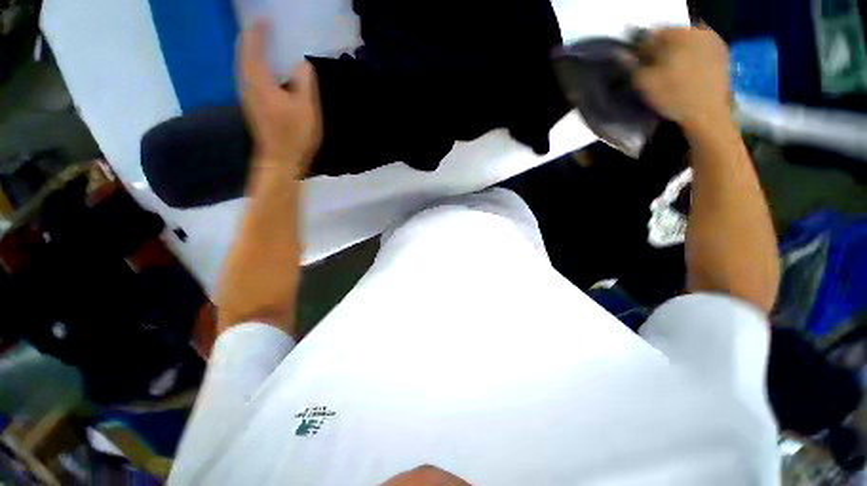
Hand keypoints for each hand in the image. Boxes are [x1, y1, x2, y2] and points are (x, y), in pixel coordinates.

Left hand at [238, 20, 322, 173]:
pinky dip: (254, 65)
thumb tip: (301, 64)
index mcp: (259, 81)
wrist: (280, 160)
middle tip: (264, 27)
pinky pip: (248, 76)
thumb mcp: (307, 109)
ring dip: (251, 51)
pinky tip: (265, 68)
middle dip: (251, 37)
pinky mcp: (252, 105)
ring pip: (243, 65)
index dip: (258, 31)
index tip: (266, 18)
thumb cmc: (295, 135)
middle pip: (242, 53)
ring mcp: (247, 96)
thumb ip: (305, 83)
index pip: (252, 47)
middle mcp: (247, 85)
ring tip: (264, 43)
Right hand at [634, 26, 730, 135]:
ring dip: (675, 53)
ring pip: (686, 42)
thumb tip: (620, 53)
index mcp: (680, 33)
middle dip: (660, 49)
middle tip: (653, 68)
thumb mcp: (644, 82)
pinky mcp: (722, 54)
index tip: (638, 63)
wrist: (707, 114)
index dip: (642, 48)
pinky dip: (690, 57)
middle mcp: (700, 31)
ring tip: (669, 72)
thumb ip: (631, 64)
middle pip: (672, 35)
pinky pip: (700, 49)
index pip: (653, 33)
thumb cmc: (673, 97)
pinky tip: (685, 73)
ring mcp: (715, 41)